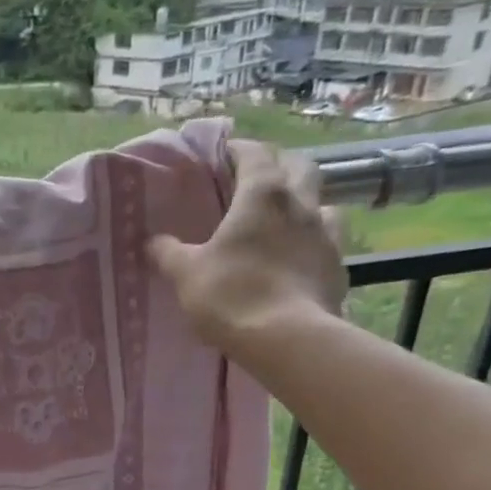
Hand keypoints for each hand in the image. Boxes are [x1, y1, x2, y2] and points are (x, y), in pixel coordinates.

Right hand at [148, 140, 346, 350]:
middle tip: (256, 181)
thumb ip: (168, 253)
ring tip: (284, 220)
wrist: (287, 340)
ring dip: (304, 204)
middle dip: (278, 167)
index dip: (238, 150)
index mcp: (263, 195)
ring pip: (321, 203)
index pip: (255, 153)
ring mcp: (326, 236)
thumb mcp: (186, 274)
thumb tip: (152, 241)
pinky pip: (327, 243)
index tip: (224, 154)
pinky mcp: (338, 268)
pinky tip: (298, 260)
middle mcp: (302, 205)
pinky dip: (312, 243)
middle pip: (299, 167)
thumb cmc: (232, 296)